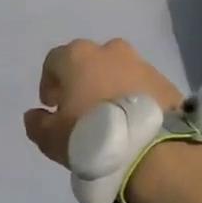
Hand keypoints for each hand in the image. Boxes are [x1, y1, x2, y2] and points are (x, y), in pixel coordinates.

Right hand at [23, 38, 181, 167]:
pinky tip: (134, 123)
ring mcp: (142, 64)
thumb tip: (35, 114)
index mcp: (78, 57)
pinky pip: (142, 86)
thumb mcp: (51, 138)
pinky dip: (135, 98)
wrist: (153, 151)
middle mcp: (110, 51)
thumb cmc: (91, 136)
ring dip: (111, 87)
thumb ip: (37, 123)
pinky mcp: (166, 82)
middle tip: (81, 108)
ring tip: (111, 117)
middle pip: (89, 61)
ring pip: (118, 71)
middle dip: (82, 80)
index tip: (52, 105)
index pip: (54, 61)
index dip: (49, 83)